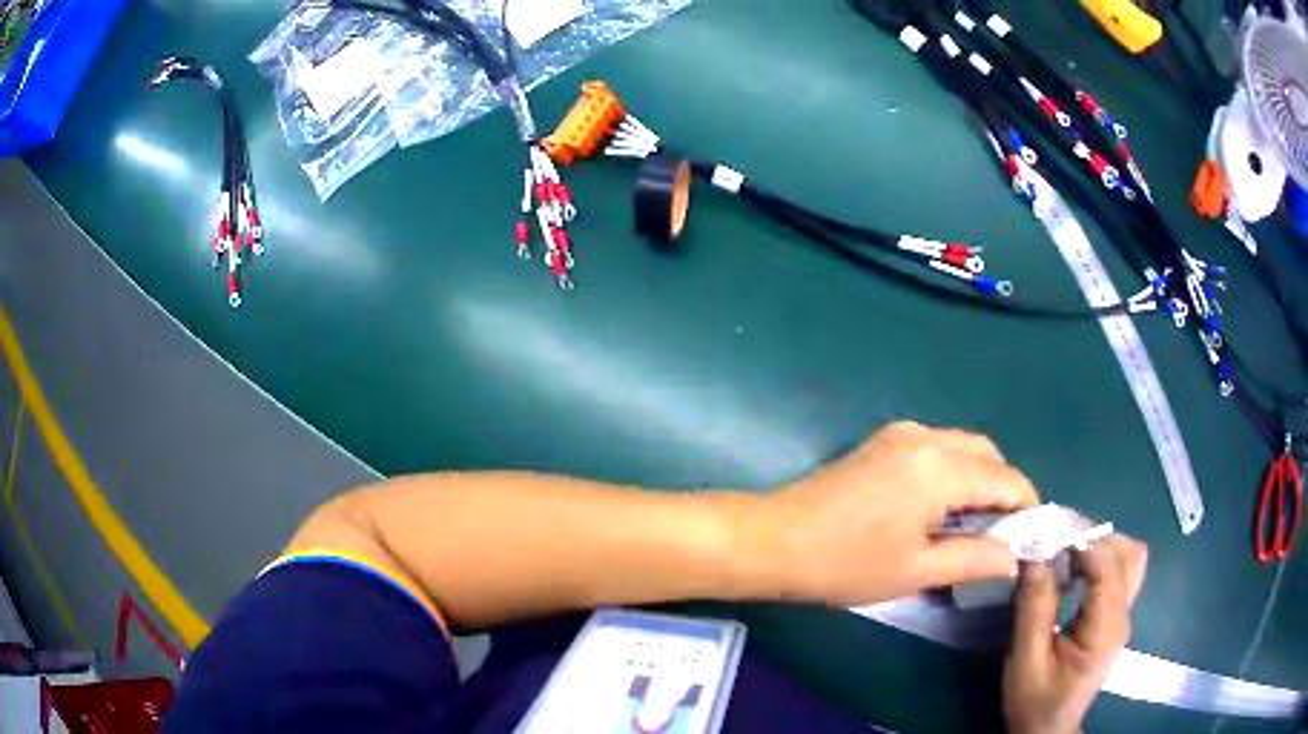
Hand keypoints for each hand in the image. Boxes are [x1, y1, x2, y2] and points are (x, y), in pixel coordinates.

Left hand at [760, 421, 1039, 605]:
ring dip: (978, 477)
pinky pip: (935, 447)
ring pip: (962, 446)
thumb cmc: (846, 563)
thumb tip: (1014, 556)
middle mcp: (926, 437)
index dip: (1026, 506)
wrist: (775, 540)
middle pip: (987, 454)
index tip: (1030, 536)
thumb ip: (974, 559)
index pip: (1006, 478)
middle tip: (1000, 532)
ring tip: (972, 523)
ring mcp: (900, 433)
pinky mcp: (881, 441)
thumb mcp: (917, 571)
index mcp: (940, 468)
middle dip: (1003, 488)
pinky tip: (939, 506)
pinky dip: (952, 470)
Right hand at [1003, 535, 1148, 733]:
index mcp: (1106, 626)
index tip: (1048, 529)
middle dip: (1092, 536)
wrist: (1046, 730)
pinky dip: (1099, 558)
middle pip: (1126, 553)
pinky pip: (1118, 572)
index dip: (1082, 539)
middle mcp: (1122, 614)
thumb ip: (1034, 608)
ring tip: (1063, 548)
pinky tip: (1073, 567)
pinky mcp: (1114, 617)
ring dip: (1099, 544)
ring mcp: (1122, 615)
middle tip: (1055, 537)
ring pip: (1127, 558)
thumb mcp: (1026, 661)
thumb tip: (1034, 555)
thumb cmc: (1035, 701)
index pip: (1107, 565)